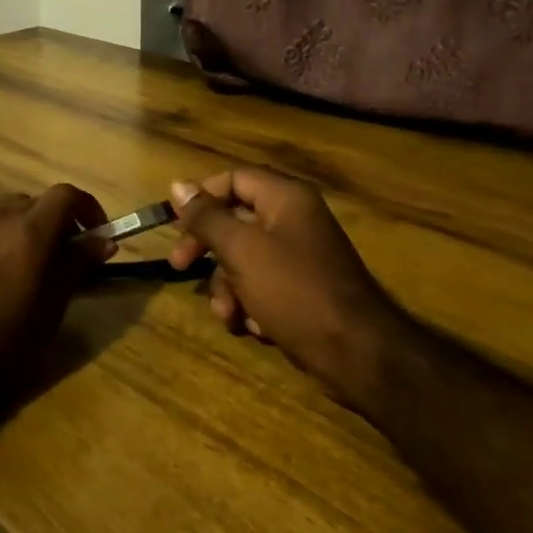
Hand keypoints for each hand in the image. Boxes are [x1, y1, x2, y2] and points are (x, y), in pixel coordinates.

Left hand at [0, 185, 114, 403]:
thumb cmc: (0, 344)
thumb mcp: (50, 309)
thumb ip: (77, 266)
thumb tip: (104, 241)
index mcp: (28, 231)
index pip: (65, 195)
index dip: (87, 208)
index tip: (97, 234)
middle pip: (34, 202)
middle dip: (55, 222)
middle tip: (63, 257)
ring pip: (4, 213)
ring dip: (23, 229)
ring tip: (25, 269)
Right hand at [167, 167, 398, 406]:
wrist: (356, 353)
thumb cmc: (294, 291)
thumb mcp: (241, 250)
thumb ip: (207, 217)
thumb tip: (178, 185)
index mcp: (285, 198)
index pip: (232, 178)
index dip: (201, 197)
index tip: (175, 225)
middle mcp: (294, 219)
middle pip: (234, 219)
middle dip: (207, 249)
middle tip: (180, 267)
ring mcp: (300, 255)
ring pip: (244, 258)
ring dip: (227, 287)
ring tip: (229, 315)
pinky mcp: (302, 289)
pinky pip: (263, 285)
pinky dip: (252, 304)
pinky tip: (256, 327)